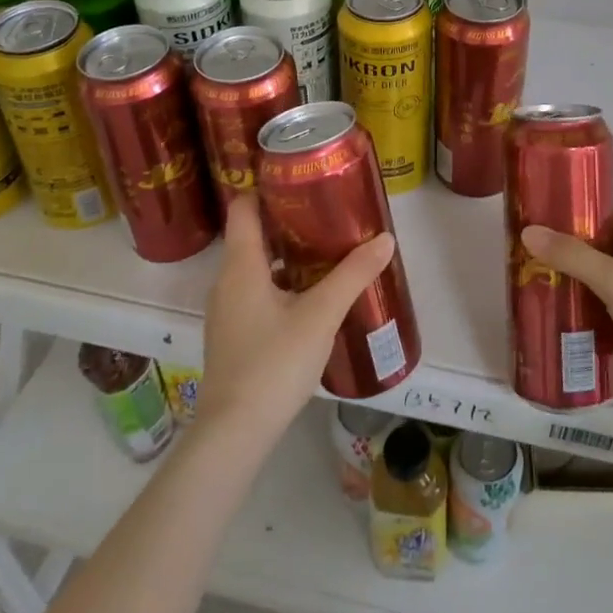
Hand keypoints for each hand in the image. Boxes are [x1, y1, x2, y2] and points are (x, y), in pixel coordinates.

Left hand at [196, 195, 394, 438]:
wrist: (235, 434)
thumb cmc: (274, 363)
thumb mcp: (321, 315)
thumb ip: (353, 274)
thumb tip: (385, 238)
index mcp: (241, 266)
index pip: (244, 209)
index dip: (267, 188)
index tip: (301, 178)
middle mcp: (227, 282)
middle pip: (253, 236)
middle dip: (288, 221)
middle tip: (328, 212)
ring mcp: (227, 311)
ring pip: (256, 267)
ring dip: (287, 254)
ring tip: (327, 250)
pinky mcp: (234, 335)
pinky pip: (257, 292)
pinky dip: (282, 282)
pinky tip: (312, 296)